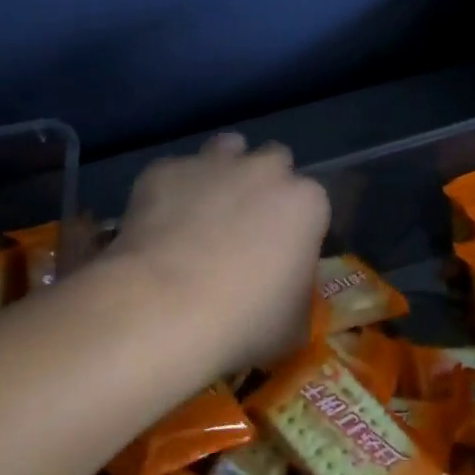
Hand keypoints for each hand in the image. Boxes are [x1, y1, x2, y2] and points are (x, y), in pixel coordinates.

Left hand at [107, 134, 329, 380]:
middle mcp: (265, 170)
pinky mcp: (165, 169)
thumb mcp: (294, 325)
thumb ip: (299, 295)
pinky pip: (175, 172)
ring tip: (206, 209)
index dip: (299, 227)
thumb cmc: (243, 321)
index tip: (285, 254)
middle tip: (246, 227)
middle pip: (275, 162)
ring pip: (227, 149)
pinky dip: (173, 191)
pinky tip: (160, 224)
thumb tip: (288, 292)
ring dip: (223, 171)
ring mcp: (212, 163)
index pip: (314, 203)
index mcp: (307, 203)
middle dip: (265, 185)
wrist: (163, 308)